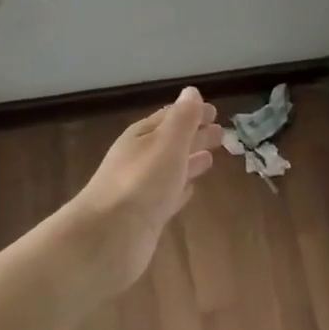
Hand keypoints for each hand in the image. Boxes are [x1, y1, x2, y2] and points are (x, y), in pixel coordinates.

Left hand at [72, 88, 221, 292]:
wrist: (107, 238)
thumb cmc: (141, 183)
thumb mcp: (167, 143)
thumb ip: (182, 119)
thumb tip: (192, 92)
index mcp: (141, 137)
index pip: (169, 117)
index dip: (191, 113)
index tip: (215, 112)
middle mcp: (138, 159)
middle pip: (170, 142)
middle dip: (194, 136)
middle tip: (220, 134)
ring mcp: (140, 189)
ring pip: (170, 169)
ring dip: (189, 162)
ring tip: (210, 159)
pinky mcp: (144, 217)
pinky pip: (167, 196)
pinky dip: (180, 190)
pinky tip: (191, 190)